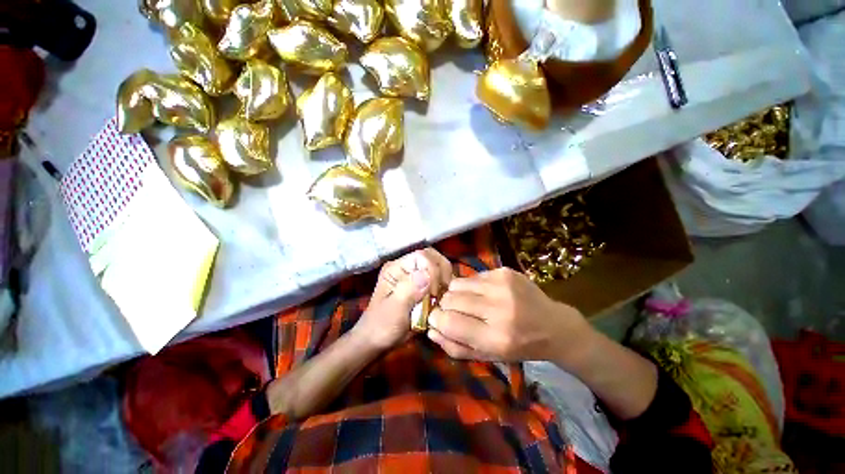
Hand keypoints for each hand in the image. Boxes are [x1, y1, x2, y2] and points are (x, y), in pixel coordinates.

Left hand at [351, 248, 452, 350]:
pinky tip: (441, 301)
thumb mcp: (393, 311)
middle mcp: (407, 267)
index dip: (434, 271)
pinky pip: (439, 279)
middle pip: (433, 258)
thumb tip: (427, 275)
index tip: (434, 293)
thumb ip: (408, 291)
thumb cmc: (382, 326)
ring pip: (439, 267)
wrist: (378, 339)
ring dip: (444, 282)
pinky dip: (444, 289)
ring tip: (441, 299)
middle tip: (441, 295)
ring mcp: (415, 275)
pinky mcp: (422, 284)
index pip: (423, 256)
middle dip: (442, 275)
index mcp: (396, 268)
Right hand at [427, 268, 591, 364]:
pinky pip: (473, 276)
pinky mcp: (505, 272)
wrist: (553, 326)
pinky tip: (483, 293)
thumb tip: (430, 329)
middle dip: (445, 305)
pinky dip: (471, 286)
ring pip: (458, 283)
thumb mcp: (487, 356)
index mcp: (496, 338)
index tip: (435, 318)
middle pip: (451, 299)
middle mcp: (500, 309)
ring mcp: (503, 286)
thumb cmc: (518, 346)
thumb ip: (455, 346)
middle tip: (452, 310)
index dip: (436, 319)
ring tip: (467, 301)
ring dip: (456, 293)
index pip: (450, 322)